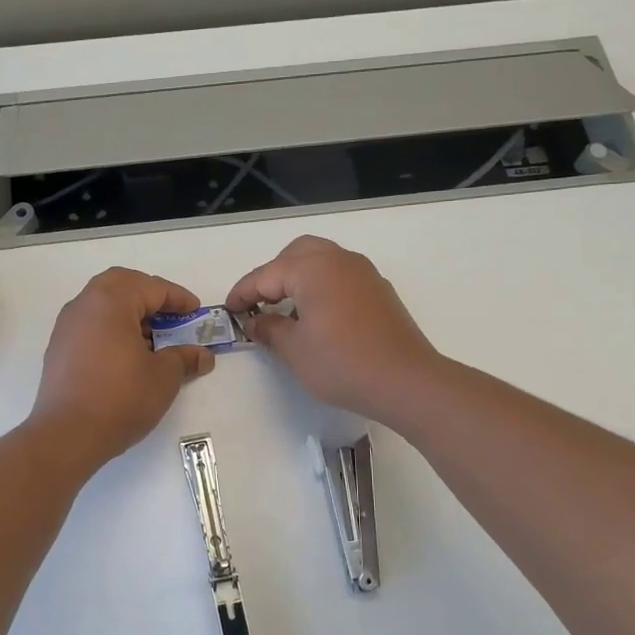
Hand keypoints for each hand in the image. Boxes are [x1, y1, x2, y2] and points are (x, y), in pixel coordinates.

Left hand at [28, 268, 215, 471]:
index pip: (151, 287)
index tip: (195, 312)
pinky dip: (112, 329)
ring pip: (102, 303)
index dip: (178, 298)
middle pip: (121, 284)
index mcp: (111, 301)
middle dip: (149, 295)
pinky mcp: (59, 349)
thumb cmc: (121, 398)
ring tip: (152, 339)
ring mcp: (66, 327)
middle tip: (171, 315)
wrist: (67, 435)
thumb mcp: (163, 377)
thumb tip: (202, 355)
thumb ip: (184, 358)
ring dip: (129, 312)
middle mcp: (84, 305)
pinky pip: (90, 325)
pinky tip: (127, 356)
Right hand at [225, 236, 441, 422]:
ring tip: (287, 311)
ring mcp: (363, 273)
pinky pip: (340, 275)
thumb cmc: (342, 364)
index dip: (243, 293)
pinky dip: (322, 286)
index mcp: (312, 268)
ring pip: (321, 260)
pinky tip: (318, 317)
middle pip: (296, 254)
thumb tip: (255, 321)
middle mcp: (339, 260)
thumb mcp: (294, 350)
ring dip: (299, 278)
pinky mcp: (379, 290)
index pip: (266, 275)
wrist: (406, 380)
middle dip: (273, 275)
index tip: (229, 310)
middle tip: (259, 304)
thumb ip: (269, 329)